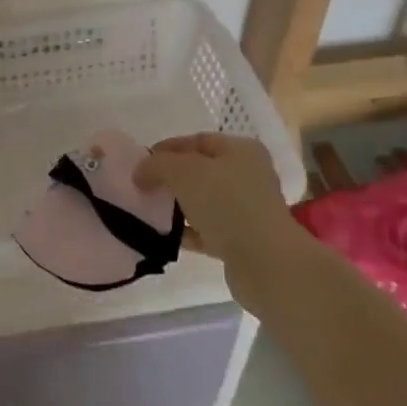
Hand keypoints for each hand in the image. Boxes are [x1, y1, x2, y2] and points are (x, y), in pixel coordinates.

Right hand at [137, 133, 312, 314]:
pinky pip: (207, 231)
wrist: (266, 264)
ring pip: (203, 202)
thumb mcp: (184, 172)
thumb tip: (140, 173)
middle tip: (143, 187)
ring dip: (178, 206)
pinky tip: (165, 236)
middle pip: (200, 171)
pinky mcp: (242, 242)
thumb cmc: (227, 204)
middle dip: (171, 178)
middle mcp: (248, 176)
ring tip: (150, 212)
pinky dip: (187, 232)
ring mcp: (247, 211)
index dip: (167, 149)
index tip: (140, 164)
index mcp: (241, 150)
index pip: (197, 140)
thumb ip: (157, 165)